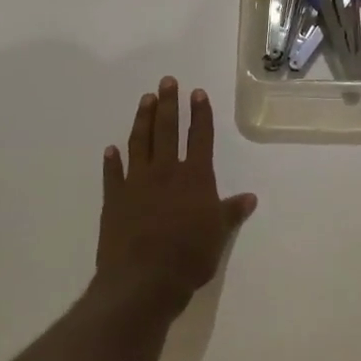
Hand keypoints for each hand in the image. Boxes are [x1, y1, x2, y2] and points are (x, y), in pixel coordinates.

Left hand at [93, 77, 256, 326]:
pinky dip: (112, 160)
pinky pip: (113, 174)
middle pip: (168, 130)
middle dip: (169, 104)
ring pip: (139, 143)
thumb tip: (250, 198)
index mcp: (195, 177)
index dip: (200, 114)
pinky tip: (111, 149)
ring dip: (143, 120)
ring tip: (145, 100)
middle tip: (166, 81)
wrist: (144, 279)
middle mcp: (166, 172)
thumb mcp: (218, 235)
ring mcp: (137, 183)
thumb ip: (231, 212)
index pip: (200, 137)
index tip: (197, 93)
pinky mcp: (114, 199)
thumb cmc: (189, 256)